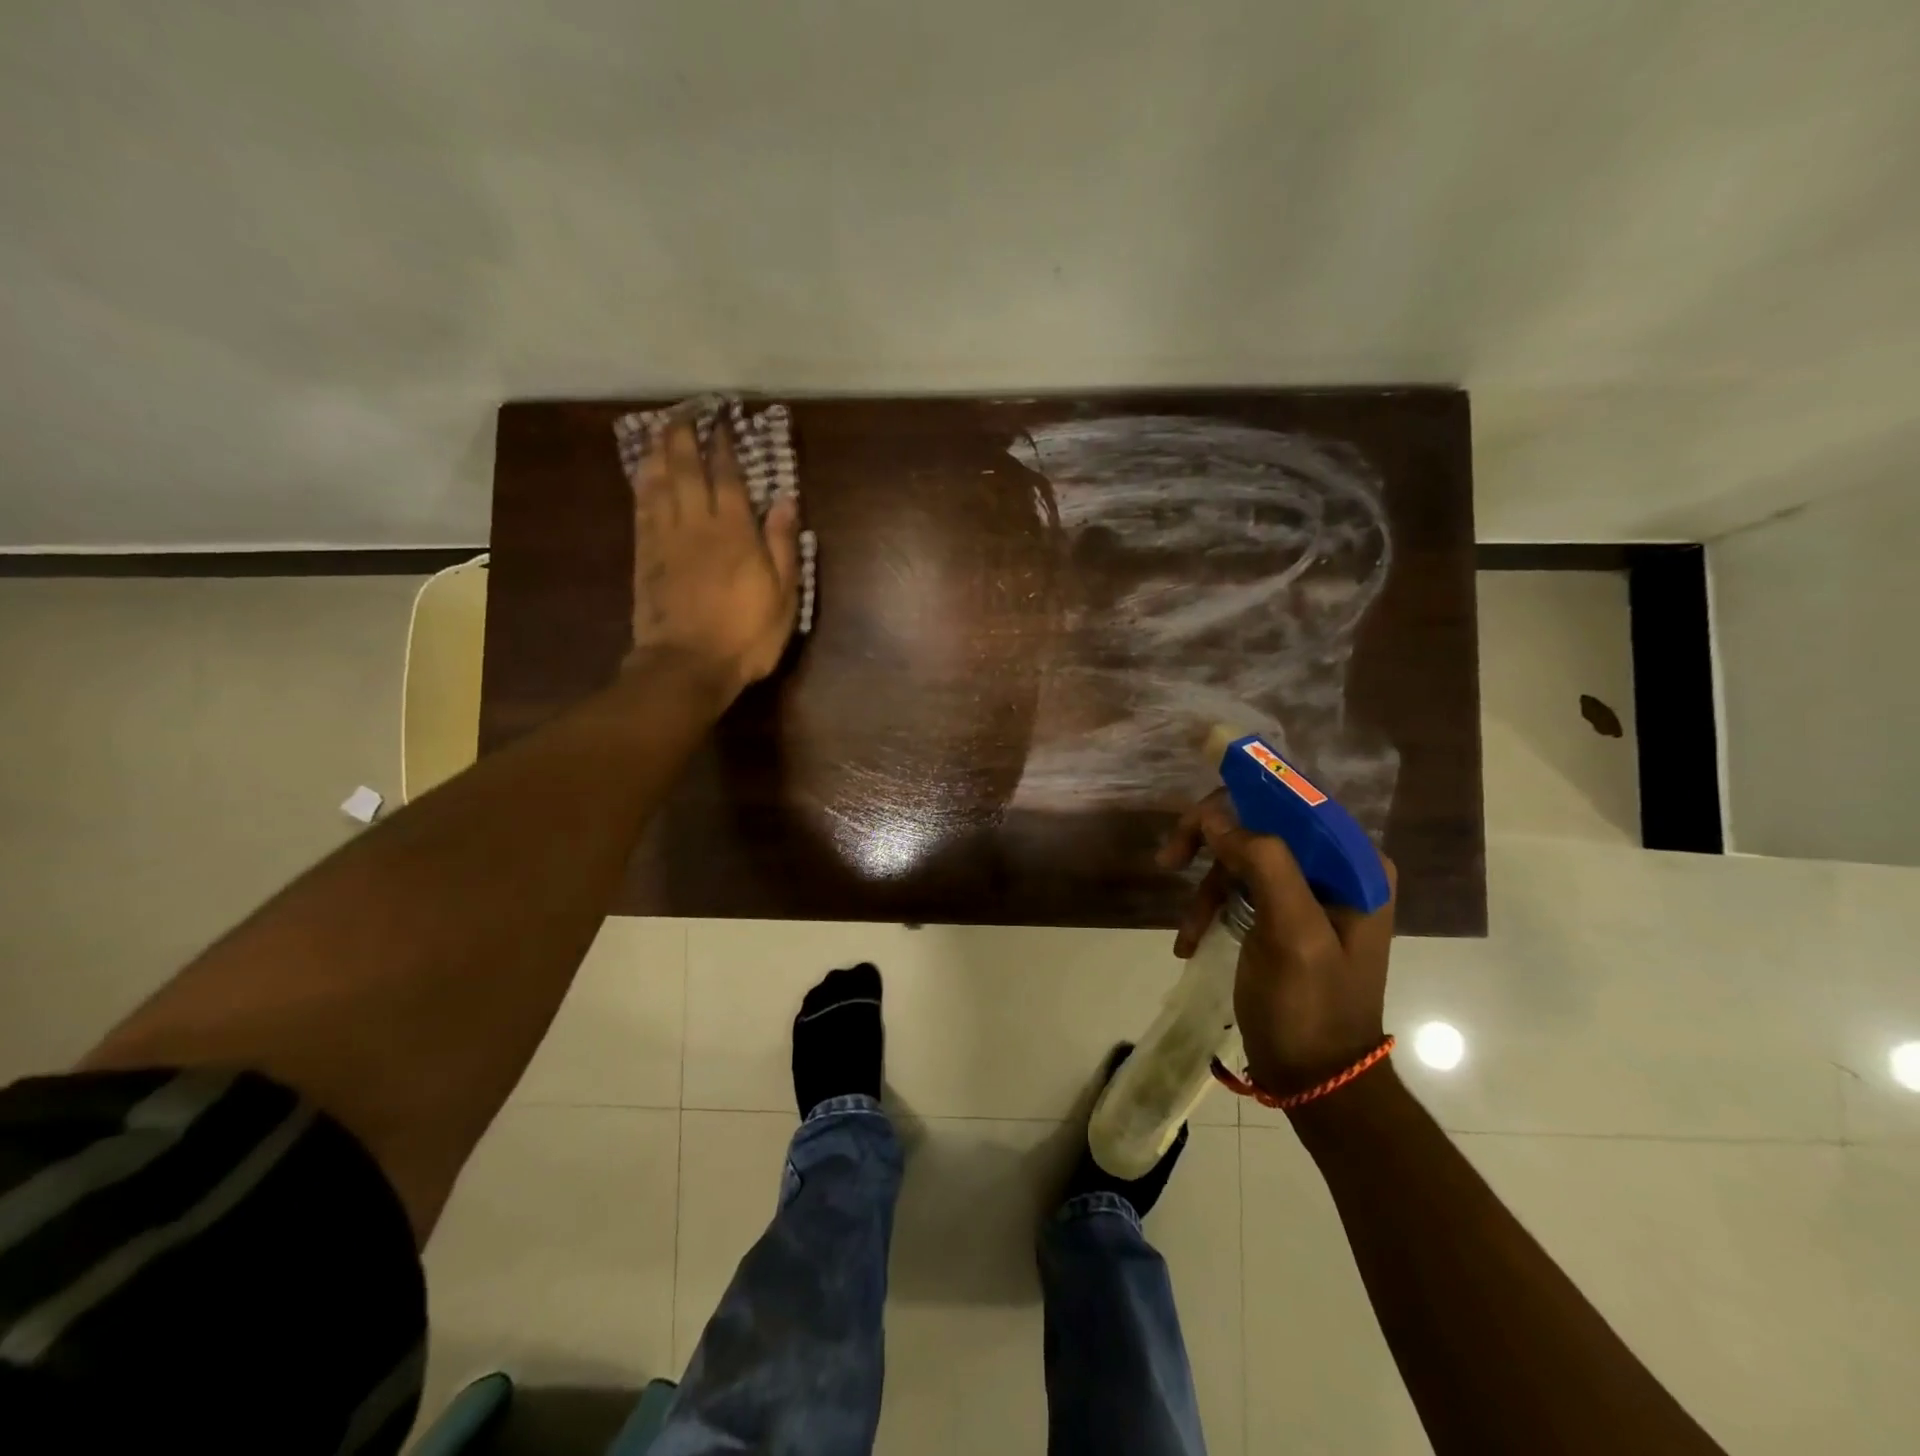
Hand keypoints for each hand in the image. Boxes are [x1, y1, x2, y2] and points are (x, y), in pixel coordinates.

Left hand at [628, 414, 802, 699]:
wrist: (688, 664)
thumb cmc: (746, 635)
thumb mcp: (783, 596)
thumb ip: (782, 545)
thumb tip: (785, 501)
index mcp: (735, 532)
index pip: (727, 477)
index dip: (723, 447)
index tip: (722, 423)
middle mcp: (697, 524)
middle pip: (685, 469)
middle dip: (685, 437)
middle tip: (685, 413)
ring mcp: (665, 538)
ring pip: (657, 482)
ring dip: (658, 452)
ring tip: (660, 429)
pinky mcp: (644, 556)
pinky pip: (641, 509)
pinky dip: (641, 485)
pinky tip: (642, 472)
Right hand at [1158, 789, 1396, 1092]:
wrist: (1315, 1080)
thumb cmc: (1309, 1006)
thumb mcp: (1292, 933)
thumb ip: (1263, 863)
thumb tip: (1217, 817)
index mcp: (1355, 865)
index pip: (1295, 803)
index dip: (1240, 798)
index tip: (1191, 818)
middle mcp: (1337, 869)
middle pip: (1262, 826)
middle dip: (1213, 842)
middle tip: (1169, 857)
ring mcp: (1309, 893)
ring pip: (1242, 857)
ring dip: (1206, 887)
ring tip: (1187, 930)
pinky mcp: (1284, 916)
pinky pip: (1238, 889)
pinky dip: (1210, 910)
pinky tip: (1191, 941)